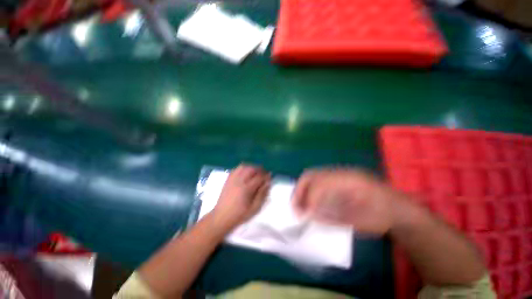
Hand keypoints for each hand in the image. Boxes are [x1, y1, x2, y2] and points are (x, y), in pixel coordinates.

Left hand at [212, 164, 270, 231]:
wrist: (221, 217)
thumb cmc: (240, 214)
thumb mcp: (254, 208)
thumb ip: (262, 194)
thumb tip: (267, 183)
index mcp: (247, 189)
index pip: (259, 177)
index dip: (266, 176)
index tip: (270, 177)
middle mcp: (239, 181)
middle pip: (252, 169)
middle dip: (260, 169)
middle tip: (264, 174)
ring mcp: (233, 179)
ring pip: (244, 167)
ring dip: (252, 167)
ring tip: (256, 172)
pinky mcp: (228, 179)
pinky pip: (236, 169)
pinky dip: (243, 168)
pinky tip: (246, 172)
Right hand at [292, 168, 407, 234]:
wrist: (398, 208)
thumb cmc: (381, 218)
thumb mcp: (358, 223)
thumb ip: (331, 217)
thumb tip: (309, 214)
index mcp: (349, 181)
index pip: (319, 184)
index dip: (308, 199)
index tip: (302, 214)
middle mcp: (341, 172)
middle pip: (311, 174)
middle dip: (299, 190)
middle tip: (295, 206)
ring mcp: (340, 172)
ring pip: (313, 174)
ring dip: (302, 188)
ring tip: (300, 203)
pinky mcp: (339, 175)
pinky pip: (318, 178)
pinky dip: (310, 188)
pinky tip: (310, 199)